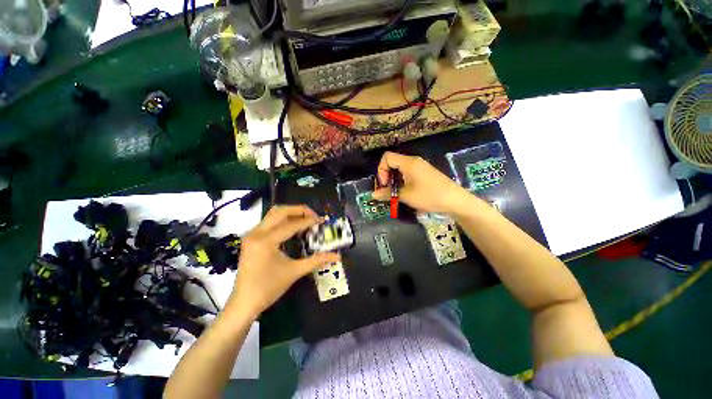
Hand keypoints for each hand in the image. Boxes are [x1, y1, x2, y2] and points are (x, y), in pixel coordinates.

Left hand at [226, 205, 339, 316]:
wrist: (244, 303)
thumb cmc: (269, 288)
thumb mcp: (295, 272)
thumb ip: (317, 260)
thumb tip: (337, 256)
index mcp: (266, 241)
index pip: (292, 224)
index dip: (309, 221)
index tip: (322, 220)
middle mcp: (257, 233)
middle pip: (280, 211)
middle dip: (299, 210)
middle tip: (314, 216)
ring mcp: (252, 234)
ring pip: (273, 214)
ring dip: (291, 213)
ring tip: (306, 219)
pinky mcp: (251, 238)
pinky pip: (269, 222)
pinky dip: (283, 220)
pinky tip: (293, 227)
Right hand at [372, 151, 471, 213]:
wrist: (455, 200)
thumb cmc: (429, 196)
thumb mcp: (406, 196)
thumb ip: (388, 194)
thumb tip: (373, 195)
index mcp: (408, 162)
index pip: (387, 157)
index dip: (381, 170)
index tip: (384, 184)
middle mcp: (413, 161)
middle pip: (393, 162)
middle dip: (386, 176)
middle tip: (387, 191)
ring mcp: (420, 166)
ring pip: (400, 168)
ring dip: (394, 180)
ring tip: (395, 193)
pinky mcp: (425, 173)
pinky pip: (408, 172)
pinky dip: (402, 180)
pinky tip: (405, 192)